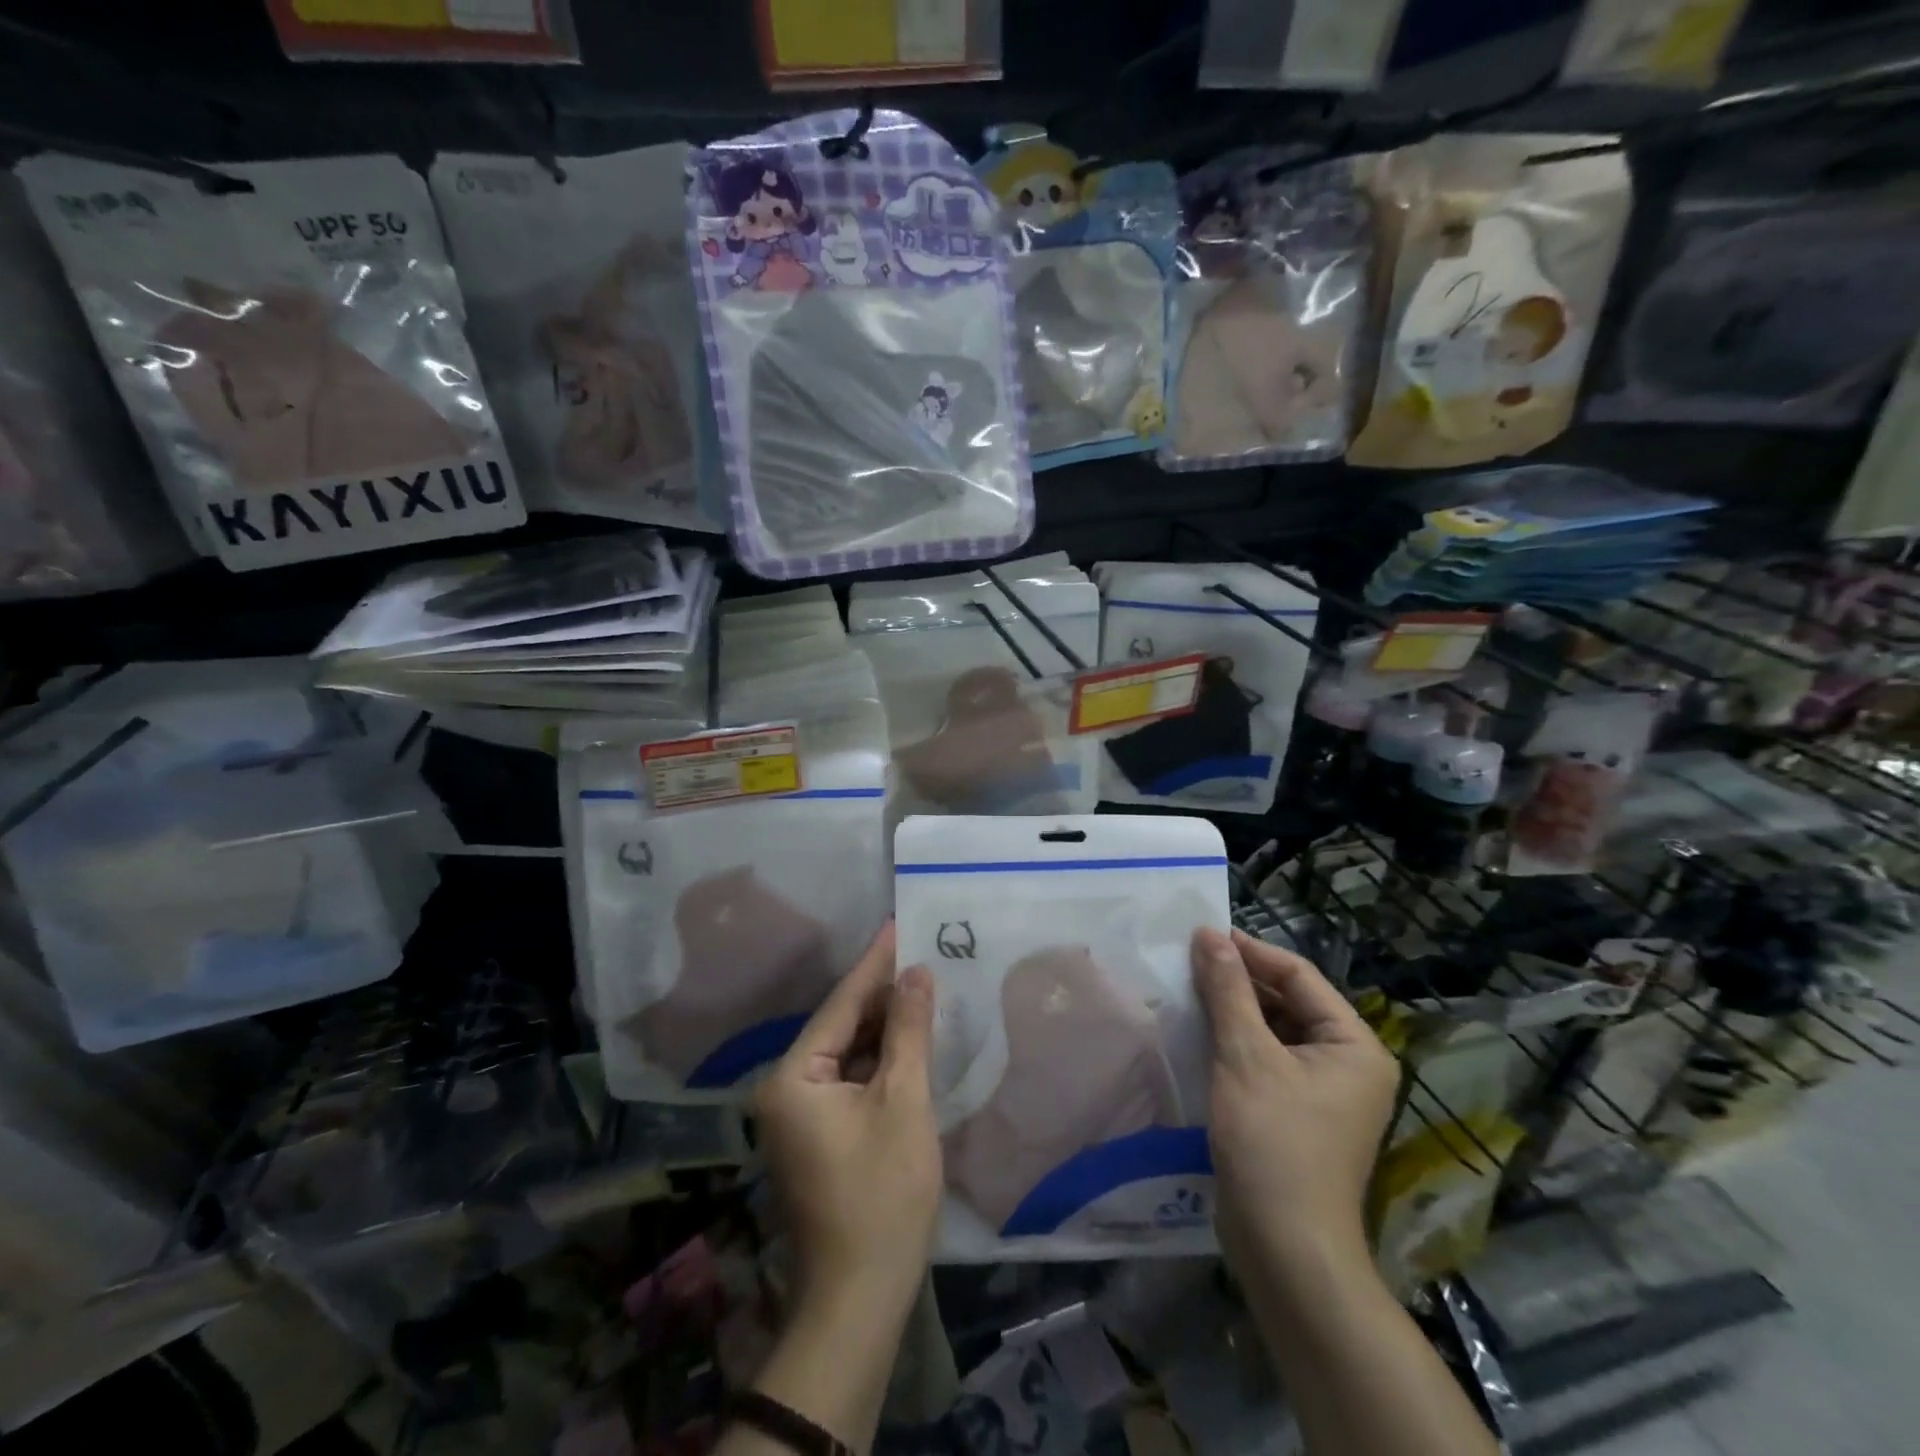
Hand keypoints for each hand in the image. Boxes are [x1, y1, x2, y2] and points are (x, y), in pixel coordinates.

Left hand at [753, 924, 941, 1325]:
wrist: (859, 1298)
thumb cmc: (883, 1194)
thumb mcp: (903, 1102)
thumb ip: (909, 1031)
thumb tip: (916, 972)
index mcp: (793, 1076)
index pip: (841, 1004)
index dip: (875, 963)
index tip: (898, 923)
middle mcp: (785, 1088)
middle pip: (842, 1026)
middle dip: (882, 994)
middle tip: (921, 953)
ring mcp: (798, 1114)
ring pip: (848, 1052)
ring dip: (884, 1026)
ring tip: (921, 985)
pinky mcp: (818, 1133)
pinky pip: (850, 1078)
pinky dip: (880, 1059)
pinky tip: (909, 1038)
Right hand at [1191, 928, 1398, 1279]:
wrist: (1285, 1248)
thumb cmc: (1273, 1142)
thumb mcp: (1245, 1055)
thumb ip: (1228, 990)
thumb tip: (1209, 933)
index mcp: (1354, 1045)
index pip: (1299, 976)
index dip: (1250, 952)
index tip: (1202, 935)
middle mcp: (1348, 1063)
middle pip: (1289, 1001)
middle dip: (1240, 981)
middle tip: (1190, 961)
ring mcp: (1325, 1092)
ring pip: (1275, 1030)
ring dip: (1235, 1010)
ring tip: (1189, 989)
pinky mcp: (1298, 1113)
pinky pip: (1267, 1059)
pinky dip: (1236, 1042)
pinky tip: (1200, 1032)